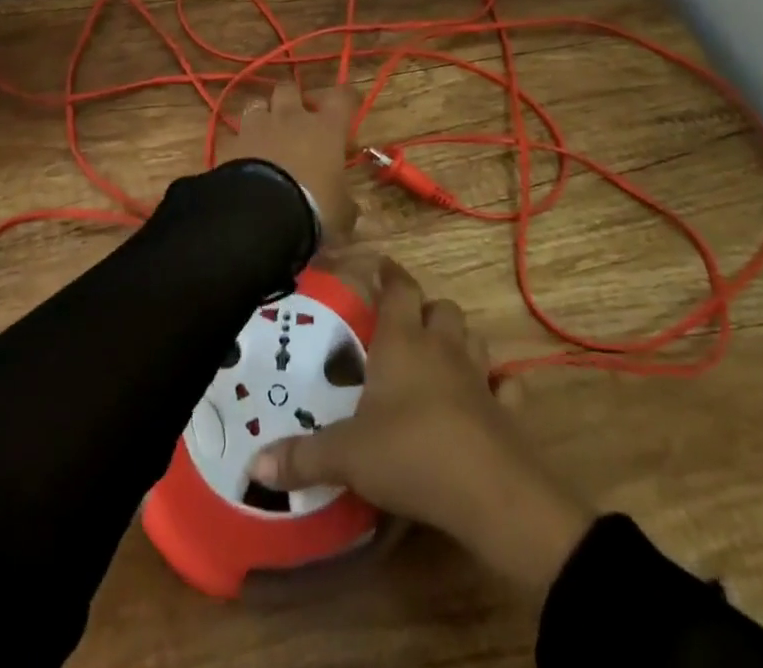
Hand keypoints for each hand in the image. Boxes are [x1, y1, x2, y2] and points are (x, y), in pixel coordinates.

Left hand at [216, 82, 358, 245]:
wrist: (260, 213)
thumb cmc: (313, 207)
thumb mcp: (341, 212)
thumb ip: (345, 203)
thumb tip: (349, 207)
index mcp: (326, 128)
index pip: (342, 97)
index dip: (346, 98)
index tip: (348, 102)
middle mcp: (291, 118)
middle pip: (290, 88)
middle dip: (294, 98)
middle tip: (299, 117)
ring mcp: (257, 127)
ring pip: (257, 104)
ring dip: (263, 116)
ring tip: (267, 134)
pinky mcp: (231, 142)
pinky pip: (236, 134)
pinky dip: (242, 142)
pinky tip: (244, 157)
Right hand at [250, 261, 591, 590]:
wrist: (492, 495)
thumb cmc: (412, 454)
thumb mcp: (347, 456)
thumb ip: (302, 457)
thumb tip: (254, 465)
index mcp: (403, 341)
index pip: (399, 287)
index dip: (389, 273)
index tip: (378, 266)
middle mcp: (443, 348)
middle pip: (442, 307)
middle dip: (425, 310)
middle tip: (403, 327)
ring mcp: (481, 378)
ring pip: (474, 338)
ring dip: (459, 340)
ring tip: (439, 356)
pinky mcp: (508, 412)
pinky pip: (508, 387)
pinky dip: (499, 387)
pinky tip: (487, 398)